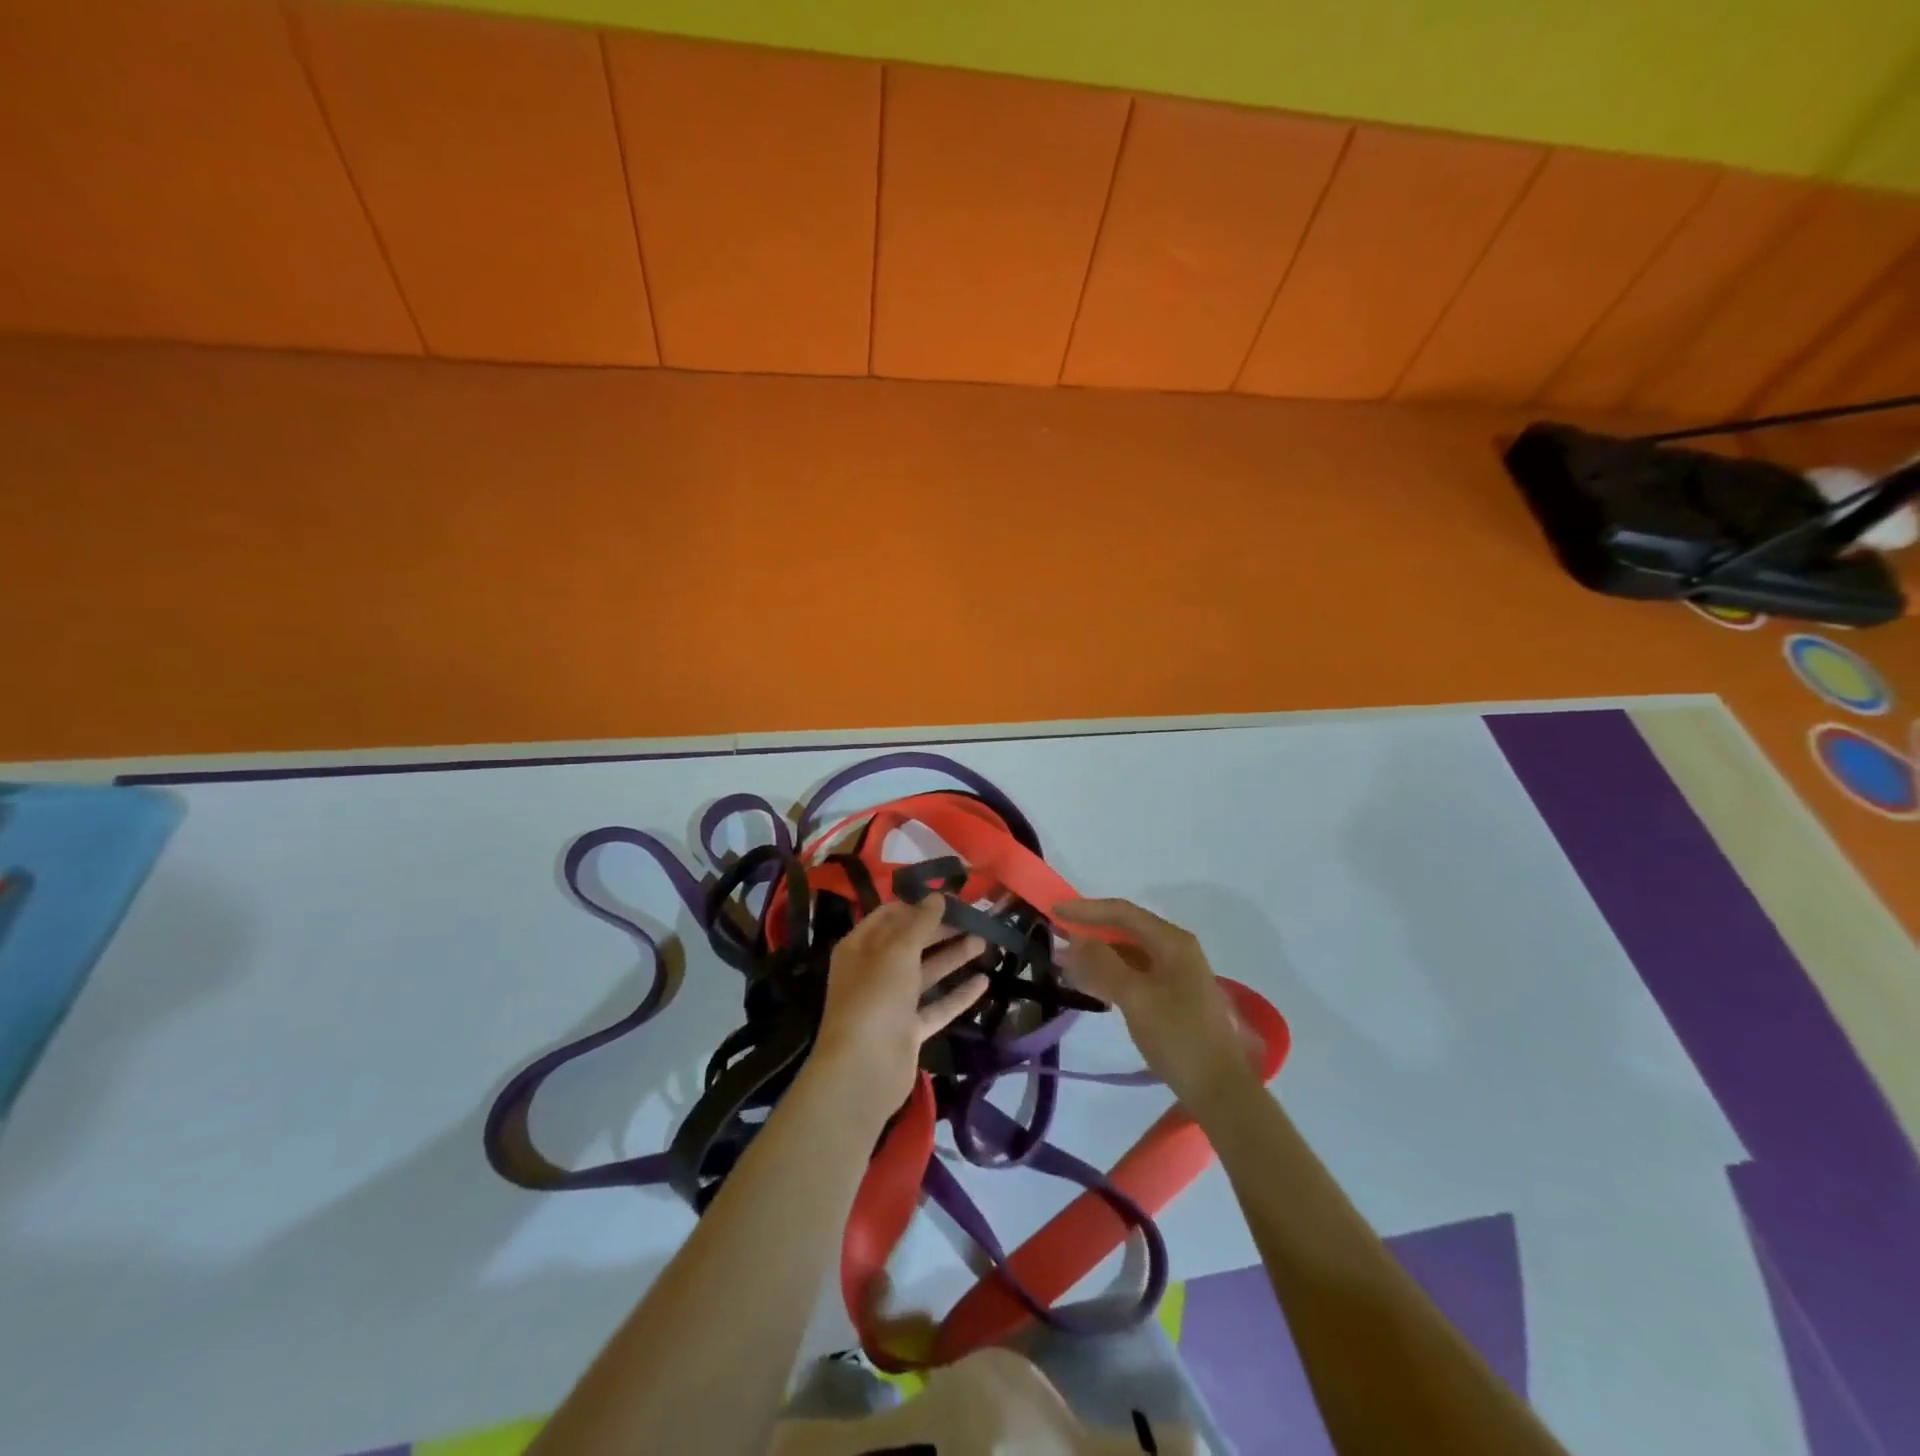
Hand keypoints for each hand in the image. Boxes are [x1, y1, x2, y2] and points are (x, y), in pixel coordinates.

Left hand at [811, 897, 986, 1108]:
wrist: (864, 1068)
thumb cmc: (875, 997)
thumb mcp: (898, 951)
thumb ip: (920, 922)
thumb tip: (937, 896)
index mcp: (859, 947)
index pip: (890, 916)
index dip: (918, 905)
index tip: (950, 898)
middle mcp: (873, 971)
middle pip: (910, 943)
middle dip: (941, 930)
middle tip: (976, 919)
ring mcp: (891, 1003)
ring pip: (925, 973)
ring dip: (953, 957)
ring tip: (985, 942)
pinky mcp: (908, 1030)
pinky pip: (936, 1006)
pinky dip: (958, 994)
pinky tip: (984, 981)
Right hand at [1058, 898, 1261, 1111]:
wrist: (1218, 1089)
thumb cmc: (1178, 1036)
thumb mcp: (1136, 997)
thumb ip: (1103, 963)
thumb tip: (1076, 938)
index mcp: (1171, 941)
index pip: (1122, 912)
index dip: (1086, 909)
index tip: (1054, 910)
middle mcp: (1175, 949)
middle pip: (1125, 930)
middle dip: (1089, 932)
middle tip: (1054, 937)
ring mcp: (1174, 973)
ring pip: (1127, 954)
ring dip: (1095, 956)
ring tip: (1062, 963)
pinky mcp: (1171, 996)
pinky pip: (1133, 974)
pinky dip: (1109, 975)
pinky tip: (1087, 984)